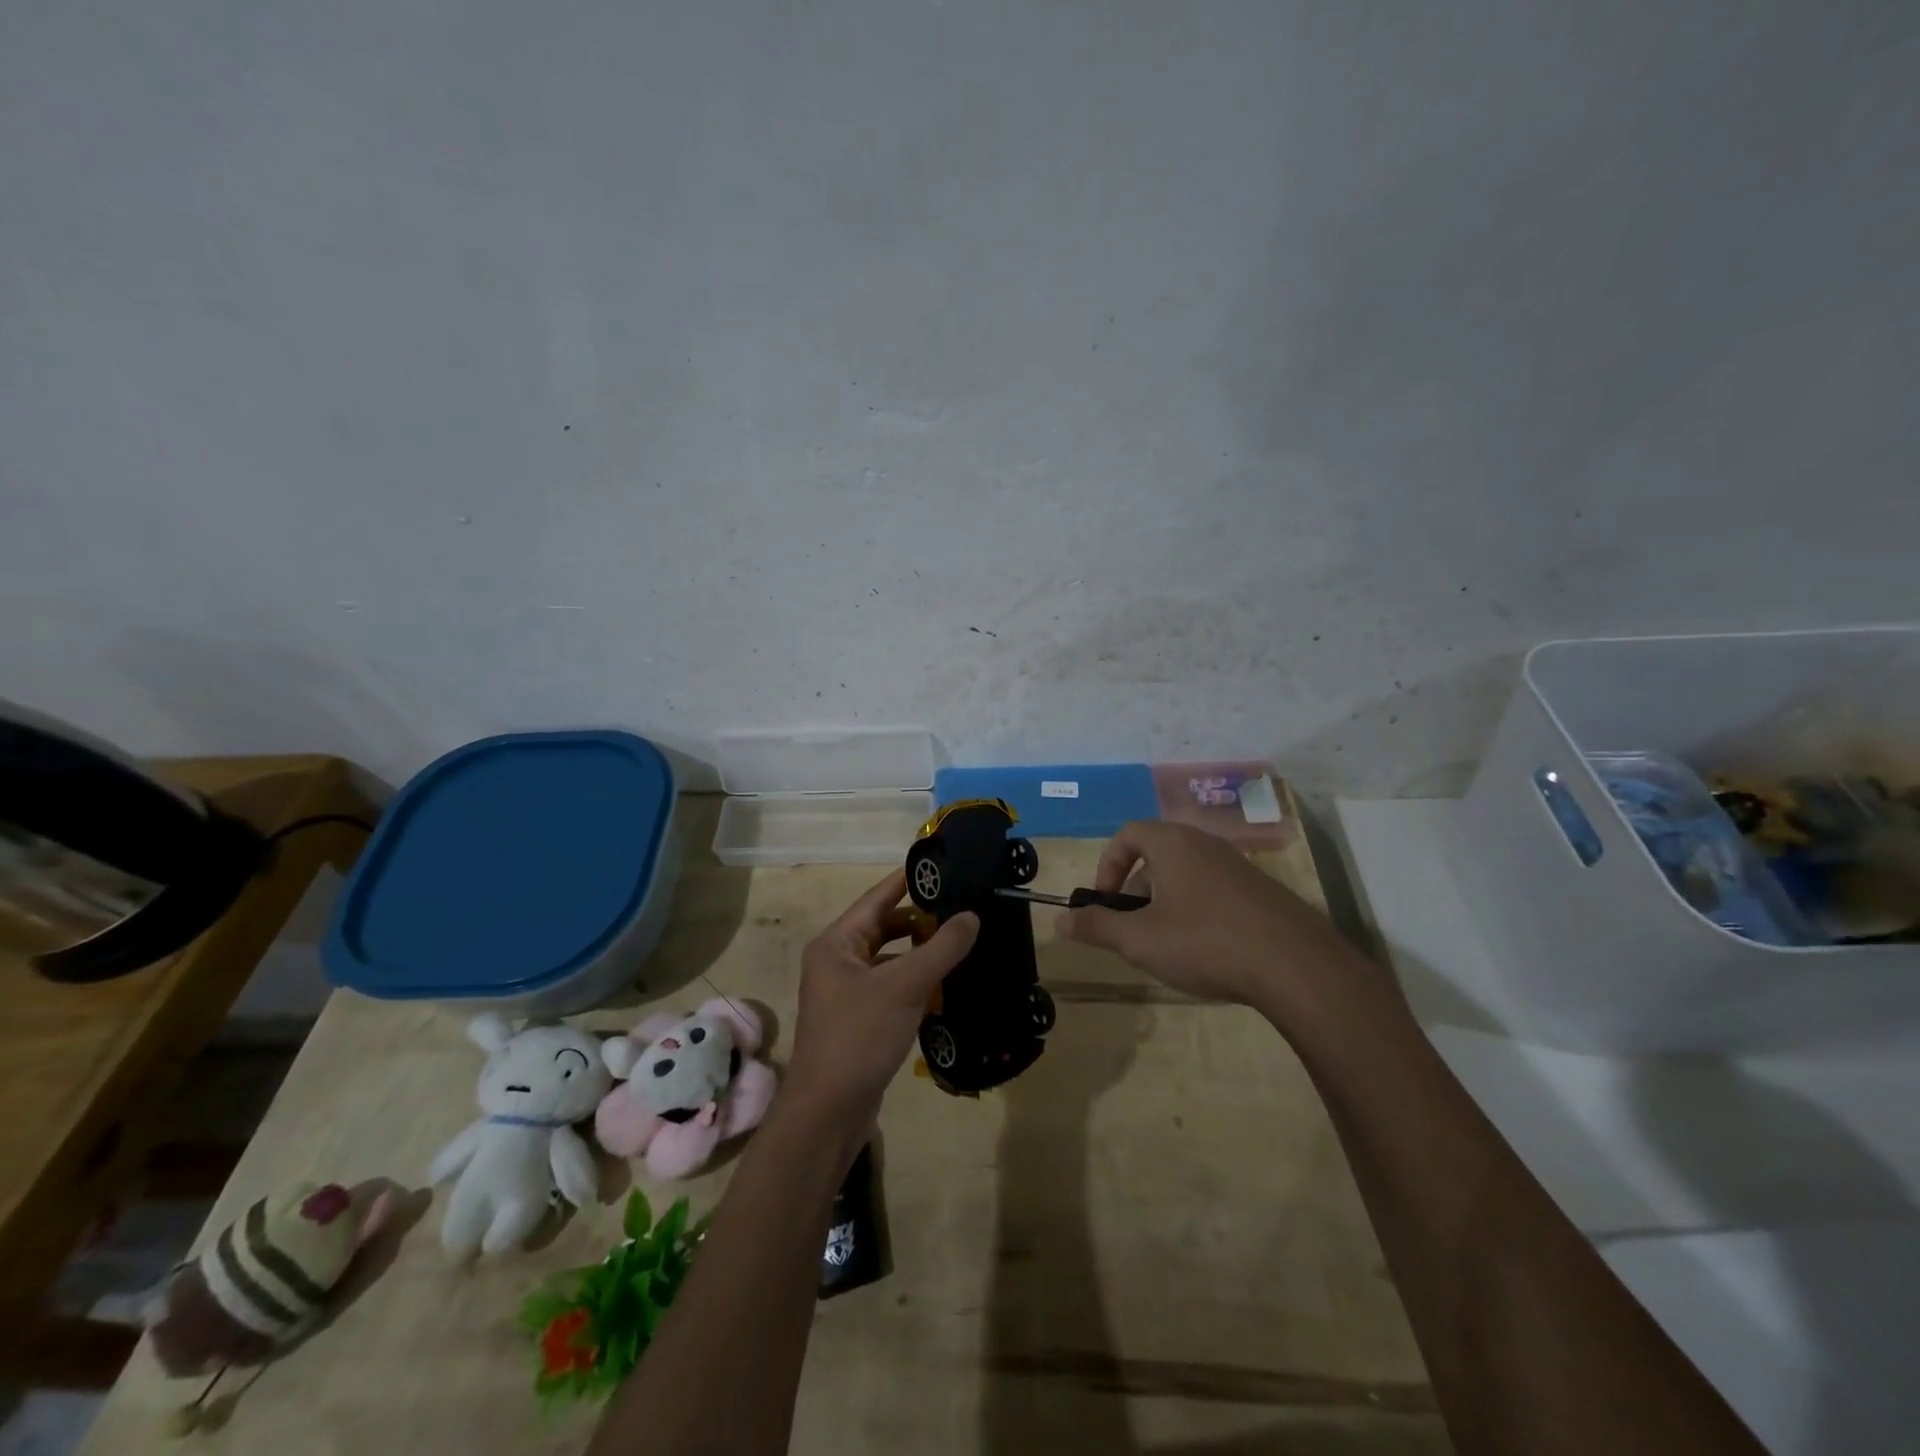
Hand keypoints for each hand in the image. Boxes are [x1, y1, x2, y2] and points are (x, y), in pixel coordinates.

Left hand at [784, 869, 979, 1126]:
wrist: (828, 1113)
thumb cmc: (859, 1036)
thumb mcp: (904, 986)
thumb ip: (941, 948)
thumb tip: (972, 916)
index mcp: (836, 943)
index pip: (877, 898)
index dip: (907, 880)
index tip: (940, 866)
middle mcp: (837, 962)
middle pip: (884, 928)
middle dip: (921, 920)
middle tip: (962, 909)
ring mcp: (846, 993)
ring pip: (890, 960)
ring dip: (921, 954)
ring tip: (961, 944)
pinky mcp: (859, 1021)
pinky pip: (891, 988)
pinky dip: (915, 983)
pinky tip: (946, 985)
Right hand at [1058, 821, 1381, 1027]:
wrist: (1297, 966)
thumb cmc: (1205, 942)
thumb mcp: (1140, 940)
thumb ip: (1096, 926)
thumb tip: (1060, 920)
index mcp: (1173, 844)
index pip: (1128, 834)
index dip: (1107, 865)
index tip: (1105, 902)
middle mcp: (1206, 845)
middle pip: (1156, 856)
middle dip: (1136, 891)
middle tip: (1134, 931)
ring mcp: (1238, 867)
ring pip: (1186, 876)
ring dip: (1166, 904)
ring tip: (1168, 947)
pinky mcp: (1262, 892)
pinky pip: (1215, 892)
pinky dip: (1198, 913)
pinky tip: (1207, 953)